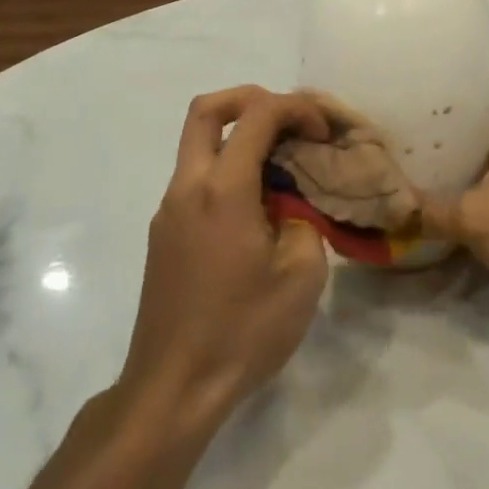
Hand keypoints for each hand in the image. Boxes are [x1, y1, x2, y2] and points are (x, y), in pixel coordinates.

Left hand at [116, 87, 331, 430]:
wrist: (173, 390)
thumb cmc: (242, 331)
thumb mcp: (302, 276)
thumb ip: (305, 220)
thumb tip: (292, 204)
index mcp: (222, 189)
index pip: (258, 114)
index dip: (297, 108)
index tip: (323, 134)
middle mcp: (188, 186)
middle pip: (207, 109)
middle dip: (252, 98)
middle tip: (289, 121)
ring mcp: (169, 209)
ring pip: (198, 143)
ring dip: (240, 136)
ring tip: (282, 165)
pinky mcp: (165, 233)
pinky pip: (197, 177)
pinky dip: (228, 168)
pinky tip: (258, 206)